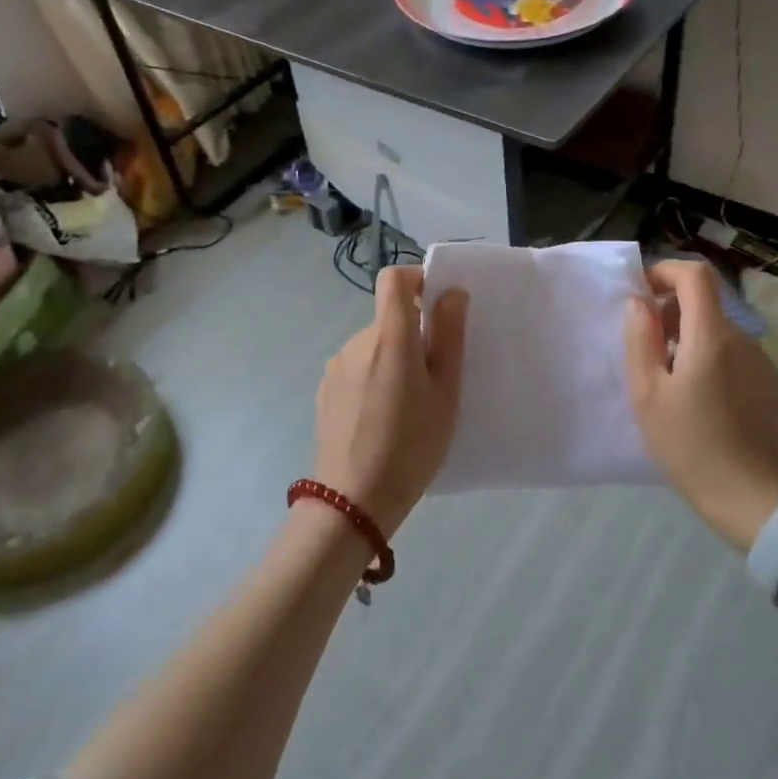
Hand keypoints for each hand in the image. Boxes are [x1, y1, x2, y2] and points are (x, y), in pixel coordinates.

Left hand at [313, 266, 469, 533]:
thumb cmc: (411, 445)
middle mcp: (357, 341)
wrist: (354, 500)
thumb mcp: (445, 393)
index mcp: (390, 337)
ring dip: (392, 359)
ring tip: (407, 406)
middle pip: (388, 318)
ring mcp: (337, 365)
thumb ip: (449, 337)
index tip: (437, 306)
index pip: (393, 278)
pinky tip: (380, 418)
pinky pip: (357, 367)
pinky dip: (373, 378)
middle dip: (413, 336)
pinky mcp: (325, 388)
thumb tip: (452, 293)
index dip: (416, 279)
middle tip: (434, 379)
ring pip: (374, 345)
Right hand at [625, 259, 777, 551]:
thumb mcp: (647, 394)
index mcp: (711, 335)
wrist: (750, 497)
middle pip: (705, 302)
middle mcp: (742, 338)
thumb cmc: (689, 445)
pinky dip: (708, 356)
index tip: (642, 292)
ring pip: (717, 329)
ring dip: (688, 336)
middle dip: (671, 310)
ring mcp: (760, 361)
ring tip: (667, 377)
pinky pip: (732, 353)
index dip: (666, 271)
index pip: (695, 275)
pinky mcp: (767, 383)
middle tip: (645, 346)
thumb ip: (640, 340)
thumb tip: (639, 303)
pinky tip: (696, 396)